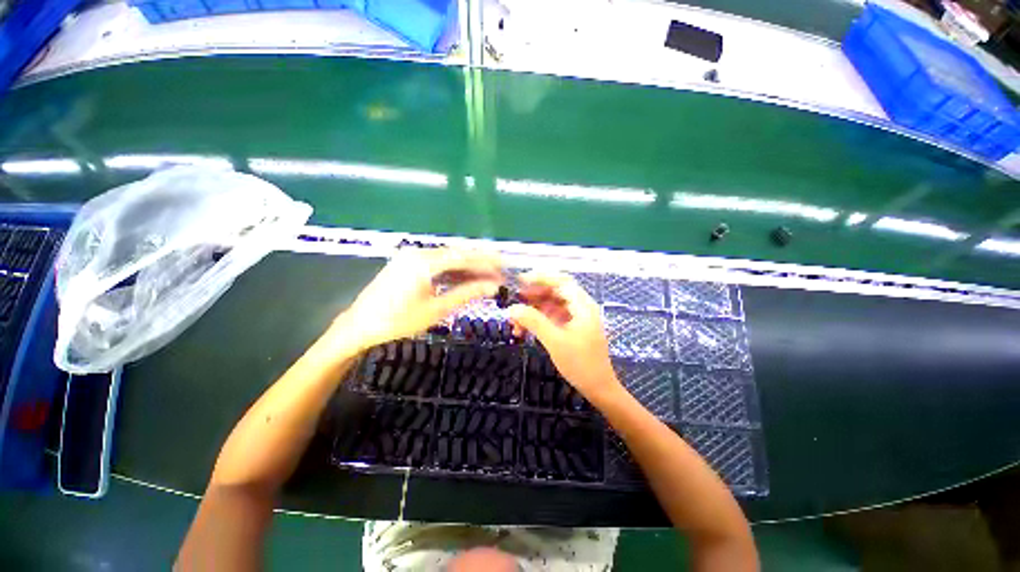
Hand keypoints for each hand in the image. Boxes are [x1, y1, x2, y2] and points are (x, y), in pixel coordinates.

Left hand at [330, 248, 502, 351]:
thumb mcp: (436, 309)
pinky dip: (454, 271)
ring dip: (469, 267)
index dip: (487, 261)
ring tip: (489, 277)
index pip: (464, 256)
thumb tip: (493, 287)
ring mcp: (412, 256)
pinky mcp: (409, 264)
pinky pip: (438, 264)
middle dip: (481, 263)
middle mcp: (419, 252)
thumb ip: (467, 294)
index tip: (505, 266)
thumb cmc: (398, 321)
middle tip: (501, 272)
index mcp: (425, 261)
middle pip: (458, 254)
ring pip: (449, 258)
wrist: (359, 326)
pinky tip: (467, 278)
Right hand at [507, 271, 621, 403]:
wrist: (598, 388)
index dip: (541, 278)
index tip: (521, 280)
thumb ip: (534, 322)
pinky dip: (538, 321)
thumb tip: (512, 308)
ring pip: (551, 306)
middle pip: (555, 292)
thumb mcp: (555, 341)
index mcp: (583, 306)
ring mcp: (576, 318)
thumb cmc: (580, 364)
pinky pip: (552, 318)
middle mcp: (580, 308)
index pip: (562, 282)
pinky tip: (524, 331)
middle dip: (534, 296)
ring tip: (515, 322)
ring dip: (533, 311)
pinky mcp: (571, 328)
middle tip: (515, 301)